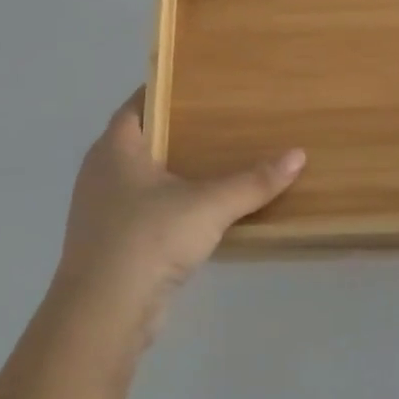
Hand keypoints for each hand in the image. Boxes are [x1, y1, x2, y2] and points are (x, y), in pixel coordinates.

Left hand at [49, 88, 304, 346]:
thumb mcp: (208, 206)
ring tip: (215, 163)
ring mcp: (100, 210)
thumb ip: (253, 182)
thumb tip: (298, 155)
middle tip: (219, 121)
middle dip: (175, 131)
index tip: (200, 86)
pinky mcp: (109, 243)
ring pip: (140, 178)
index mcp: (114, 148)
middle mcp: (101, 172)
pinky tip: (198, 213)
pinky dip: (167, 205)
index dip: (165, 92)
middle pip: (140, 139)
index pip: (137, 104)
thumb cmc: (148, 239)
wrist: (103, 313)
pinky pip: (142, 210)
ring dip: (171, 172)